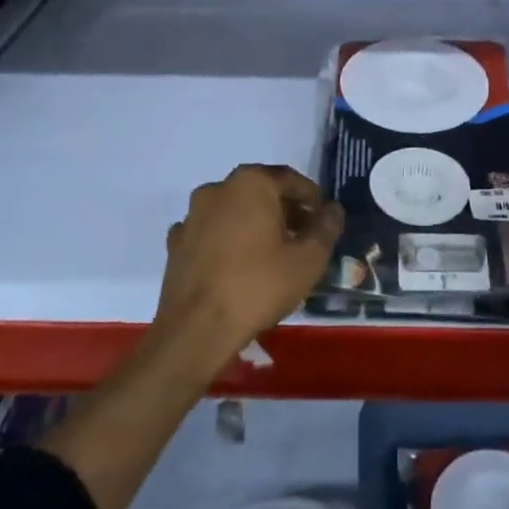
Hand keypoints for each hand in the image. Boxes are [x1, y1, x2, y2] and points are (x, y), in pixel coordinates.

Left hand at [156, 164, 342, 364]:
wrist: (196, 329)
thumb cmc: (259, 286)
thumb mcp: (309, 259)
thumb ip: (326, 227)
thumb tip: (332, 209)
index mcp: (251, 183)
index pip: (291, 180)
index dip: (312, 200)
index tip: (324, 221)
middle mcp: (217, 188)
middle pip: (260, 192)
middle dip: (284, 211)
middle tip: (303, 239)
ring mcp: (192, 216)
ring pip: (233, 211)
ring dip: (254, 225)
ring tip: (272, 255)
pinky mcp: (175, 243)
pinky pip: (211, 233)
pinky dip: (227, 242)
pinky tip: (238, 267)